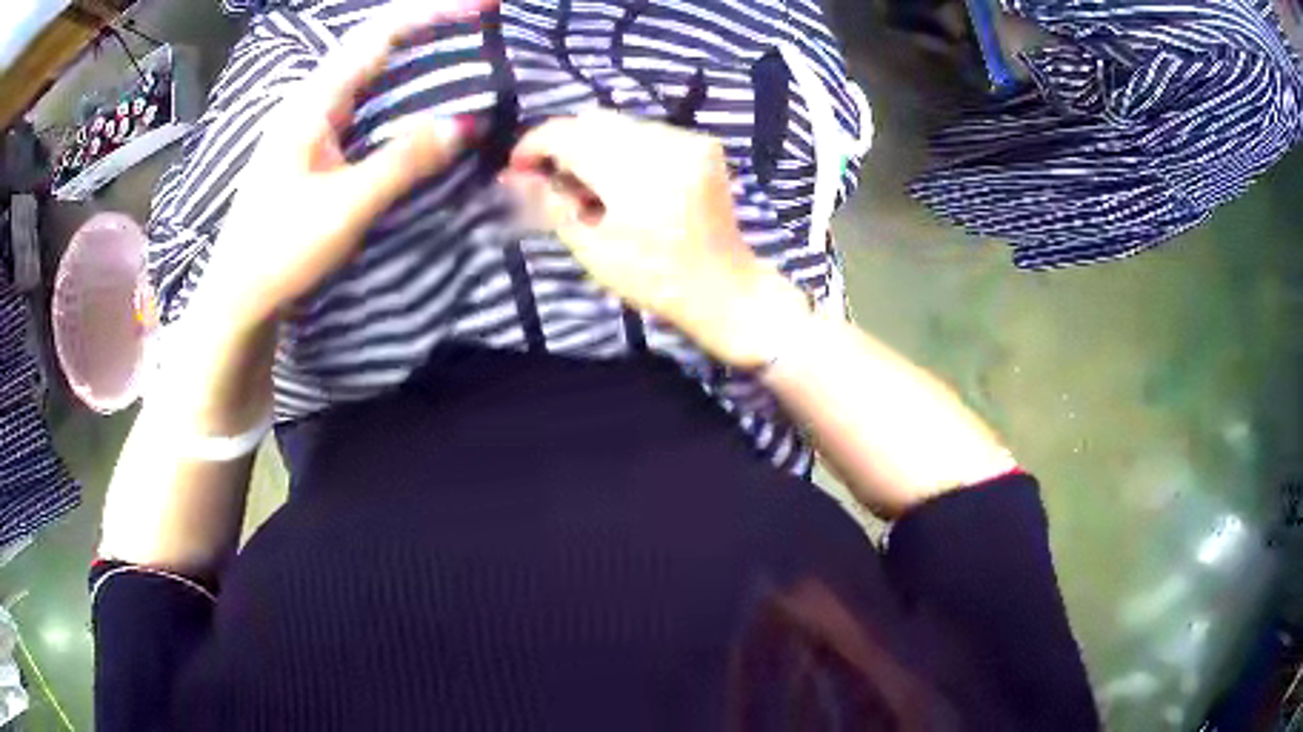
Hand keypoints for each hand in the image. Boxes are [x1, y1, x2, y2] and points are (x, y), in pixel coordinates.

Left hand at [193, 0, 495, 331]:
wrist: (237, 299)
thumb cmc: (279, 252)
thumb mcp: (344, 207)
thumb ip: (404, 160)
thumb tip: (469, 121)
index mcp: (314, 100)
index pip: (381, 32)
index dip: (435, 9)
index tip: (487, 4)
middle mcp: (312, 99)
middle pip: (378, 42)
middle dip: (432, 26)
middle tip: (485, 28)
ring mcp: (312, 122)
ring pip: (372, 71)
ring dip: (419, 56)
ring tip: (466, 54)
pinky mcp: (316, 147)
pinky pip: (366, 103)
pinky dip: (402, 92)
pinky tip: (422, 103)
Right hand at [500, 110, 809, 367]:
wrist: (726, 287)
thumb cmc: (656, 280)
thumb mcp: (593, 249)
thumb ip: (551, 204)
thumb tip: (515, 176)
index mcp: (635, 174)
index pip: (568, 135)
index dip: (534, 145)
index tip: (517, 167)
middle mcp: (665, 144)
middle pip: (593, 121)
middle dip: (563, 144)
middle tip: (552, 180)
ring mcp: (689, 140)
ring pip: (619, 123)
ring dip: (592, 144)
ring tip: (589, 185)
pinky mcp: (703, 144)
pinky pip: (646, 130)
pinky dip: (623, 146)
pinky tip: (623, 180)